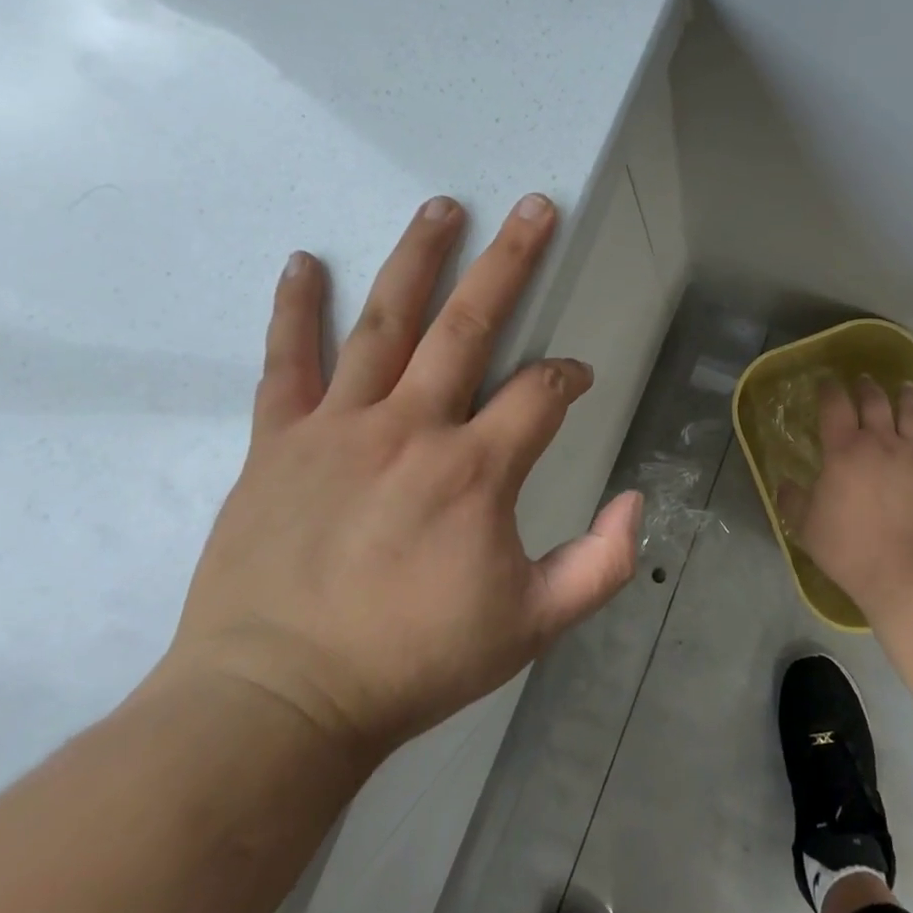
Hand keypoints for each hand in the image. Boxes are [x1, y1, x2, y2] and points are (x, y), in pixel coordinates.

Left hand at [159, 194, 642, 771]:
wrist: (275, 706)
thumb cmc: (411, 664)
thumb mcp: (532, 626)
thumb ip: (601, 563)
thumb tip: (637, 499)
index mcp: (475, 470)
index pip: (542, 392)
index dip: (569, 376)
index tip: (574, 379)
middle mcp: (413, 428)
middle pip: (471, 324)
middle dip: (510, 260)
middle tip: (533, 207)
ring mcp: (341, 427)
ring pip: (386, 322)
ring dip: (418, 258)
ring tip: (441, 206)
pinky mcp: (279, 441)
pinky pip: (286, 362)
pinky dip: (294, 309)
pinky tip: (303, 261)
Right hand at [777, 378, 912, 620]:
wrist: (911, 572)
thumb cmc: (852, 549)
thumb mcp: (807, 528)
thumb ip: (793, 501)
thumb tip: (782, 484)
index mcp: (844, 451)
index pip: (834, 406)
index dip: (829, 389)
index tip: (825, 381)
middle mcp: (881, 443)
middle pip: (875, 402)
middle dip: (867, 387)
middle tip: (864, 380)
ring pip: (912, 414)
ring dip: (906, 397)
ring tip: (904, 386)